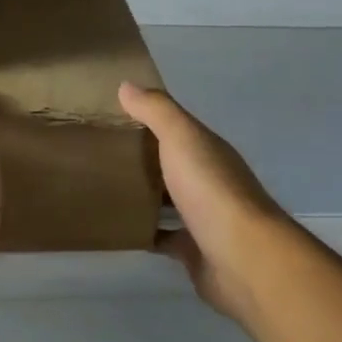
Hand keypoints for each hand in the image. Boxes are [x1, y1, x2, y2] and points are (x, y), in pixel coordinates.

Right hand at [118, 82, 284, 329]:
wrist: (242, 257)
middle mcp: (209, 180)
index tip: (111, 117)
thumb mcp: (181, 138)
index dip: (148, 122)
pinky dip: (145, 232)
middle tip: (98, 155)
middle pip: (172, 165)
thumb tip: (127, 85)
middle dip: (142, 159)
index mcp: (208, 150)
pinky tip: (118, 228)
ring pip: (168, 201)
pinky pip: (163, 237)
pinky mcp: (194, 251)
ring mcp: (203, 218)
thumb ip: (156, 110)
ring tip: (102, 190)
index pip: (176, 130)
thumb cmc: (211, 190)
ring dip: (144, 196)